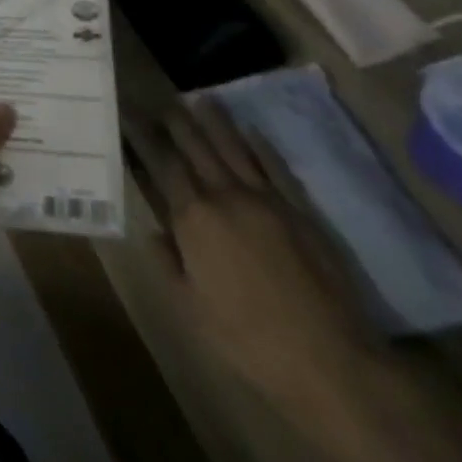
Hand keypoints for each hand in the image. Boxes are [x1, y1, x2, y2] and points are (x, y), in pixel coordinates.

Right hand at [138, 103, 370, 422]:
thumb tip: (154, 231)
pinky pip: (273, 168)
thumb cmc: (248, 339)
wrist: (332, 362)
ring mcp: (266, 201)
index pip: (162, 163)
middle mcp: (225, 196)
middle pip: (196, 147)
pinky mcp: (299, 212)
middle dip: (177, 122)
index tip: (129, 113)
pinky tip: (250, 132)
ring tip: (201, 99)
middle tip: (162, 100)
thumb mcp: (190, 307)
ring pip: (233, 149)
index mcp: (193, 218)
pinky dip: (258, 147)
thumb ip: (167, 262)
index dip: (143, 136)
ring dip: (215, 123)